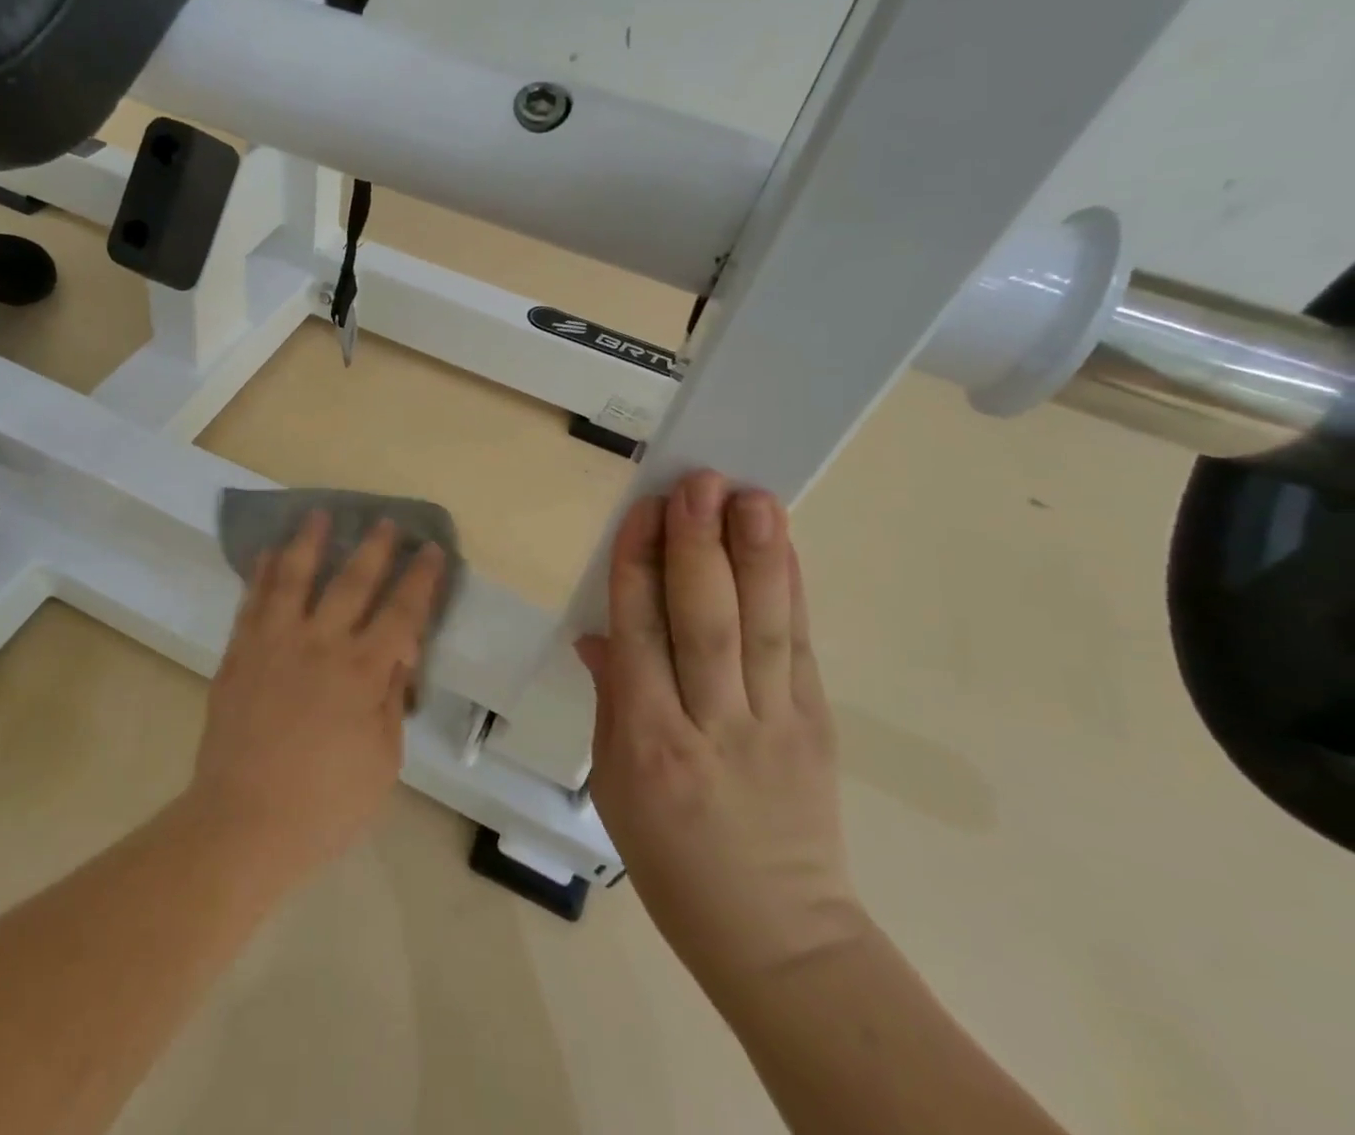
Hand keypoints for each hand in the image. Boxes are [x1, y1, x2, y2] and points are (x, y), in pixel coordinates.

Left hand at [190, 511, 444, 885]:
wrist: (243, 824)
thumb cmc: (325, 804)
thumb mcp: (382, 761)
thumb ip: (392, 700)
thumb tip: (400, 653)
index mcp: (362, 673)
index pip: (402, 613)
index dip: (420, 579)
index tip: (431, 550)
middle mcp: (320, 645)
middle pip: (351, 583)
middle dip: (373, 548)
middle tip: (385, 520)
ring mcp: (275, 645)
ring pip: (294, 579)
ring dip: (309, 543)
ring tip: (317, 514)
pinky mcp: (240, 655)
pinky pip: (252, 603)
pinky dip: (262, 574)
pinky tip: (268, 554)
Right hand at [578, 471, 865, 1003]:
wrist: (777, 935)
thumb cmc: (671, 860)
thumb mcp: (613, 784)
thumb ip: (610, 698)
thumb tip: (601, 631)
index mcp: (647, 743)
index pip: (638, 635)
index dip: (637, 567)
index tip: (643, 509)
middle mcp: (710, 726)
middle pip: (703, 623)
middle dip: (697, 547)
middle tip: (698, 483)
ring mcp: (773, 726)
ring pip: (760, 629)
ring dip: (756, 556)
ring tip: (751, 497)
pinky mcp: (817, 727)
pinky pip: (798, 648)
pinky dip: (790, 591)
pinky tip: (784, 546)